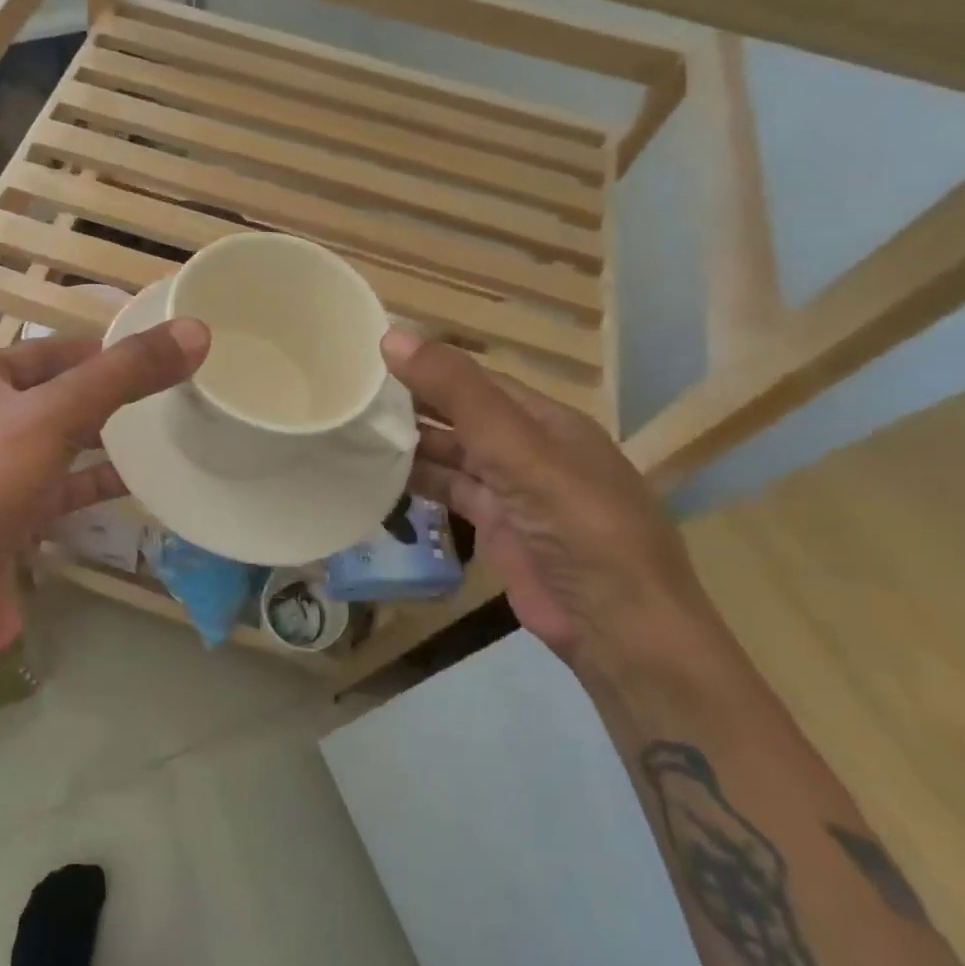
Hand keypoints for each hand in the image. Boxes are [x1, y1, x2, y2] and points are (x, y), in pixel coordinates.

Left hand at [0, 318, 209, 670]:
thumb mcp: (54, 417)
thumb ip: (124, 375)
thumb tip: (194, 331)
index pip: (53, 350)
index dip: (106, 352)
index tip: (162, 358)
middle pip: (57, 396)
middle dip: (110, 398)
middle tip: (173, 396)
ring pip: (57, 444)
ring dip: (104, 442)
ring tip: (163, 436)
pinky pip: (55, 489)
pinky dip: (90, 484)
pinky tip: (135, 485)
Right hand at [381, 328, 708, 668]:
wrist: (616, 628)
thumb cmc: (577, 525)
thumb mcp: (517, 449)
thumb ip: (458, 395)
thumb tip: (393, 337)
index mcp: (545, 420)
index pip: (476, 380)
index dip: (427, 366)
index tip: (368, 358)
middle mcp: (528, 449)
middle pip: (460, 416)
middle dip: (412, 405)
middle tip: (347, 394)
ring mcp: (512, 490)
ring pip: (452, 455)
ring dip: (410, 444)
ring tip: (352, 429)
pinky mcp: (496, 528)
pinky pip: (450, 493)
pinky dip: (418, 483)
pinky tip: (378, 473)